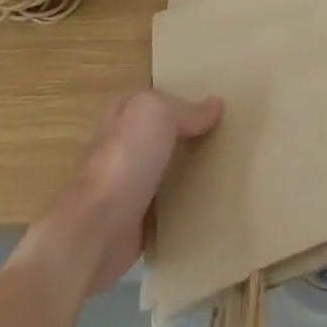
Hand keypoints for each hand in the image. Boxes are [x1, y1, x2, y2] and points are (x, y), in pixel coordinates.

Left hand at [26, 89, 221, 294]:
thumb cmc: (125, 160)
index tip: (214, 103)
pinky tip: (213, 201)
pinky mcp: (137, 219)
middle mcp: (123, 147)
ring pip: (167, 169)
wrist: (97, 230)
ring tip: (229, 166)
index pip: (153, 98)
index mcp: (122, 115)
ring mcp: (128, 184)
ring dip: (190, 170)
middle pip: (162, 134)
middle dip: (189, 134)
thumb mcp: (157, 114)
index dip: (179, 96)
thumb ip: (185, 110)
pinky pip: (169, 205)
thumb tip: (215, 105)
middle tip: (229, 134)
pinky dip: (186, 204)